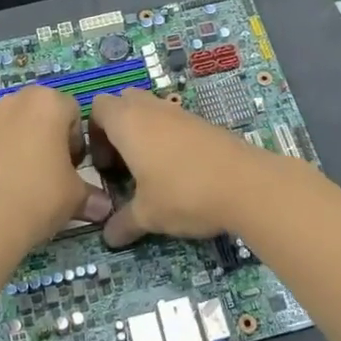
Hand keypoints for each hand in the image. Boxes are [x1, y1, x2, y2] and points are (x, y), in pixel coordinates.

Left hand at [0, 85, 111, 251]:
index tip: (73, 168)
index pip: (73, 113)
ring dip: (21, 145)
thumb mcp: (76, 197)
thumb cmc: (40, 196)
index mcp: (48, 103)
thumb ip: (91, 194)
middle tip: (51, 172)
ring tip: (23, 182)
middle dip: (48, 138)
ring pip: (13, 127)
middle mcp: (15, 101)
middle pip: (40, 114)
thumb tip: (104, 207)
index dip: (77, 141)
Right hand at [89, 90, 275, 247]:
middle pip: (124, 102)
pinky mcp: (204, 123)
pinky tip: (178, 172)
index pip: (97, 108)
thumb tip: (108, 238)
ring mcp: (181, 113)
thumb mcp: (147, 215)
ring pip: (152, 111)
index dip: (93, 134)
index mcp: (128, 122)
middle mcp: (152, 109)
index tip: (104, 166)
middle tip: (123, 164)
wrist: (247, 185)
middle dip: (117, 128)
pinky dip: (169, 139)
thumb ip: (123, 223)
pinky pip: (175, 122)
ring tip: (150, 171)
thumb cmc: (184, 193)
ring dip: (144, 134)